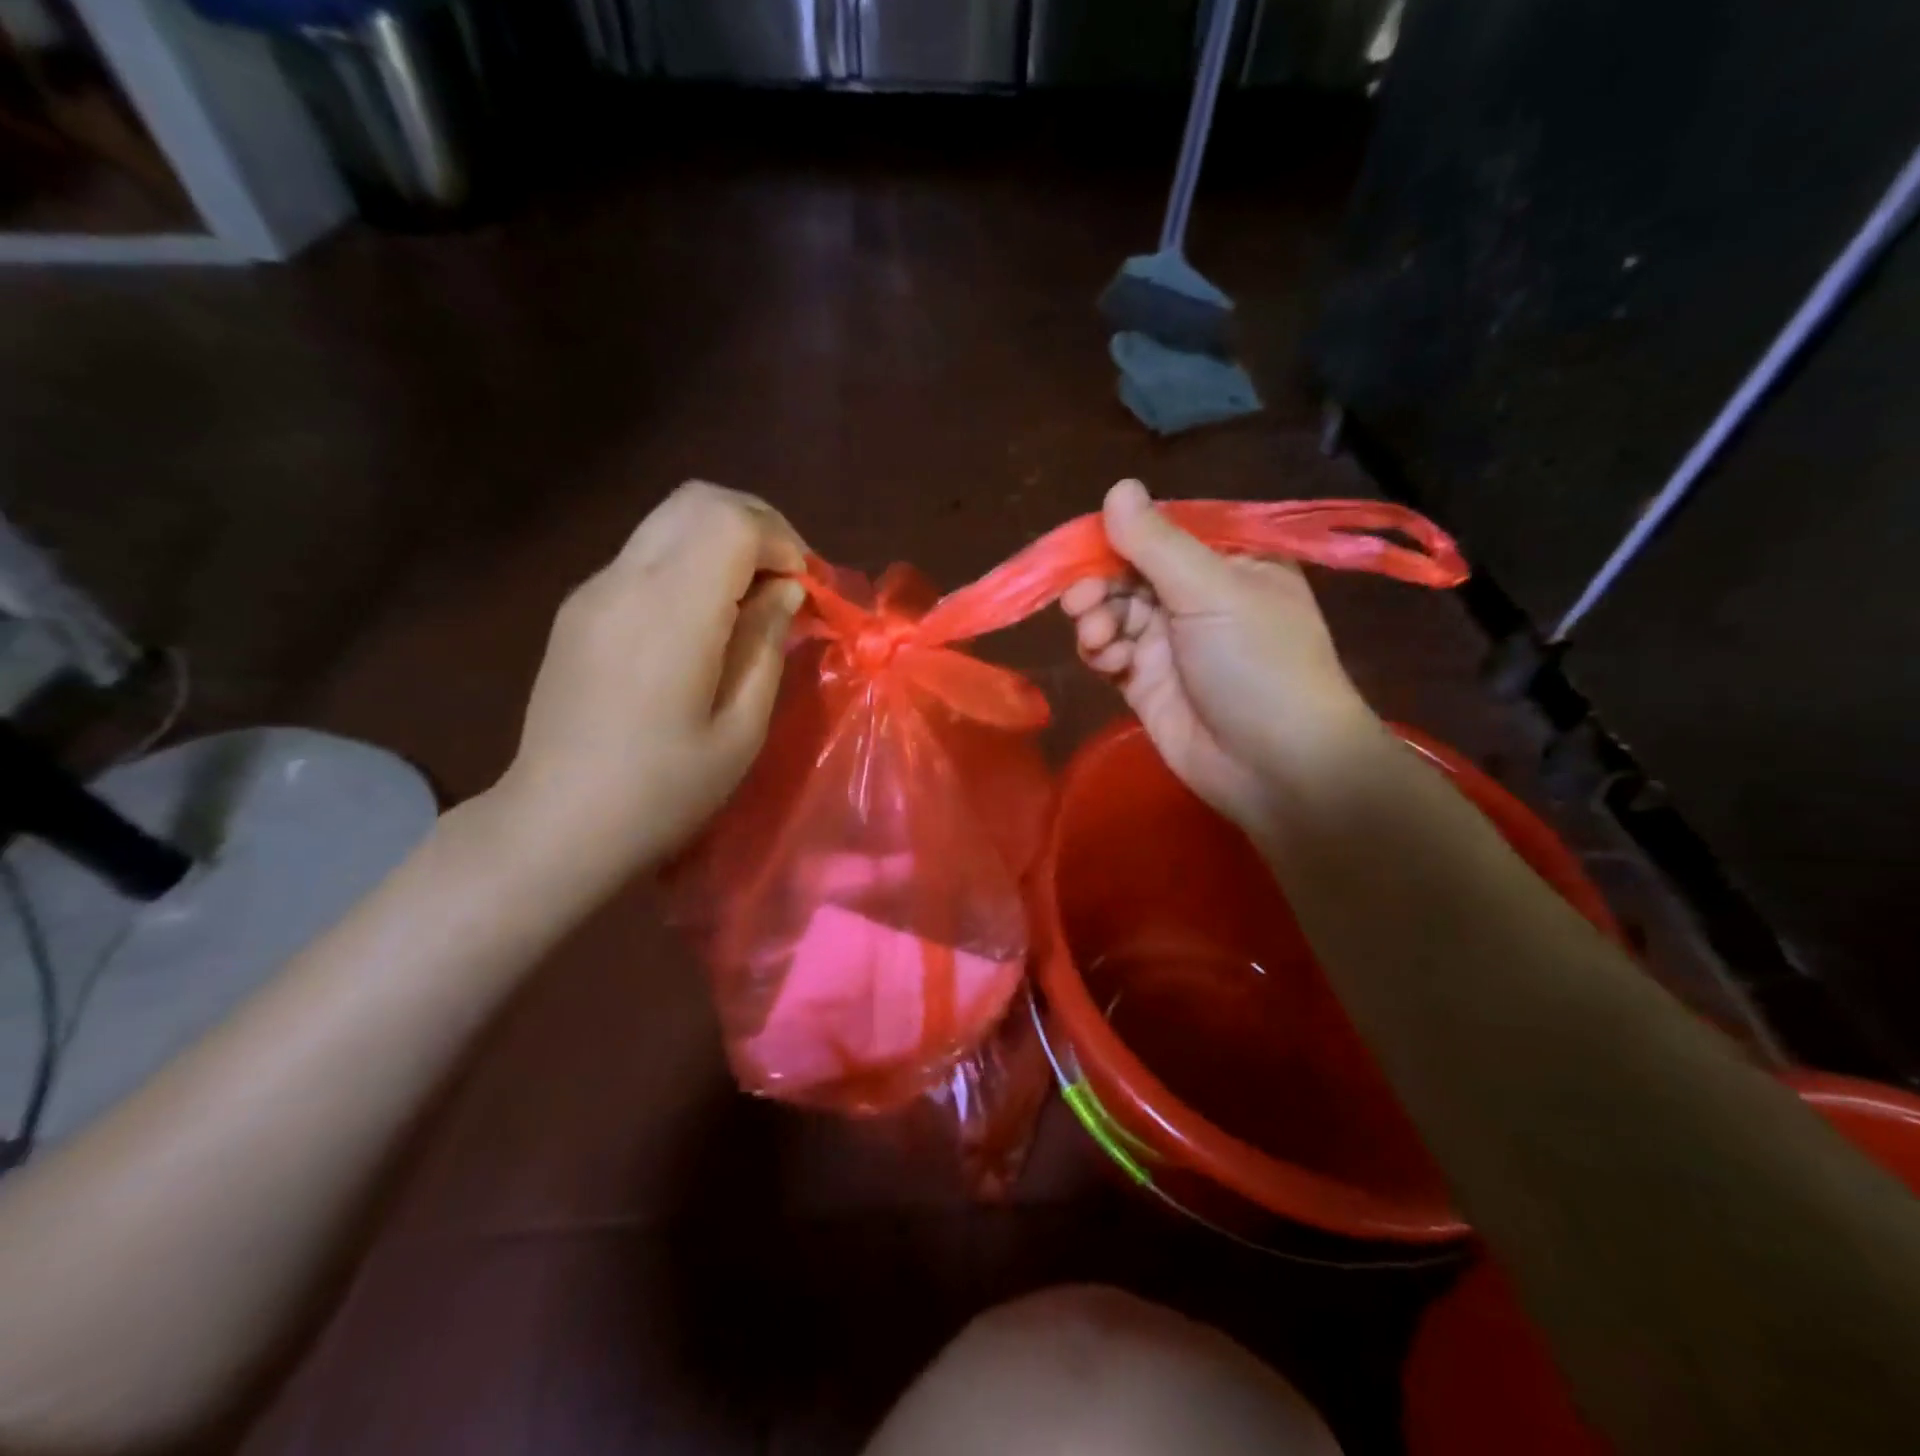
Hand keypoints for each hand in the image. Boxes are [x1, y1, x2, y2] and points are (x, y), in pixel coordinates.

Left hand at [487, 481, 807, 895]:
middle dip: (758, 526)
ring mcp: (593, 589)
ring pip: (669, 519)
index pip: (731, 520)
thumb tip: (784, 589)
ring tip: (752, 598)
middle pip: (698, 499)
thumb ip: (767, 643)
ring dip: (724, 540)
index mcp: (670, 611)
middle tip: (787, 581)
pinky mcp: (579, 607)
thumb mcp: (741, 728)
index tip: (803, 590)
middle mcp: (624, 581)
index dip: (782, 541)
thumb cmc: (664, 790)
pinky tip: (704, 619)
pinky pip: (646, 554)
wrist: (558, 824)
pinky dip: (691, 562)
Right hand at [1061, 479, 1377, 834]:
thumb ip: (1157, 543)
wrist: (1275, 766)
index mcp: (1228, 562)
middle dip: (1100, 585)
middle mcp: (1197, 597)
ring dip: (1096, 621)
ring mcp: (1170, 642)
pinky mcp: (1146, 682)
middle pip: (1128, 573)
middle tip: (1081, 603)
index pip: (1161, 533)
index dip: (1120, 538)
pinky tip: (1109, 662)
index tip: (1086, 547)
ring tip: (1100, 640)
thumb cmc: (1257, 664)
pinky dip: (1101, 653)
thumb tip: (1118, 487)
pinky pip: (1109, 652)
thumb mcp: (1212, 591)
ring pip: (1112, 613)